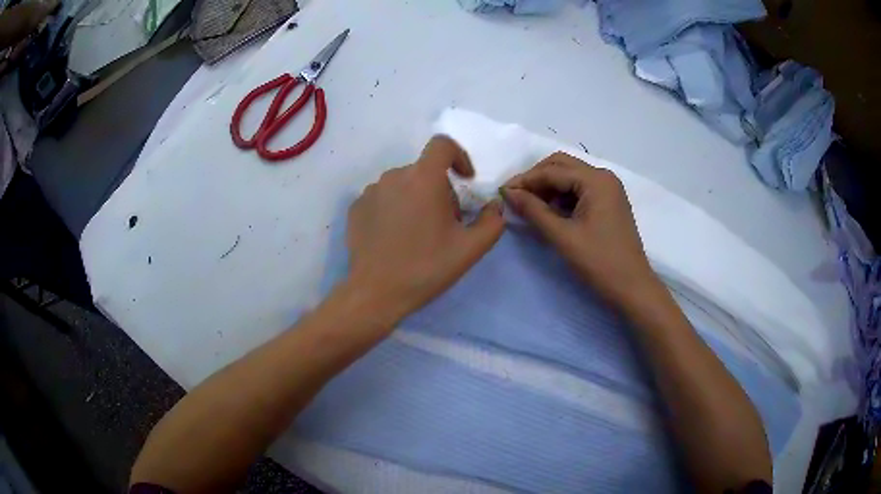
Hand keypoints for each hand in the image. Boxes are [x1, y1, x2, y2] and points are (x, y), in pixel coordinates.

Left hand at [345, 136, 504, 322]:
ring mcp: (371, 191)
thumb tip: (494, 206)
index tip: (465, 180)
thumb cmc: (425, 268)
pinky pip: (383, 198)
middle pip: (424, 170)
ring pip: (403, 184)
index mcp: (423, 178)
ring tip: (418, 233)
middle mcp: (394, 176)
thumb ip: (492, 222)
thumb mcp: (470, 249)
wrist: (375, 293)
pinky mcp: (356, 207)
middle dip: (440, 189)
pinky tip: (395, 238)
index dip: (459, 156)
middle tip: (445, 223)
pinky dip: (394, 209)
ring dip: (416, 199)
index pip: (442, 144)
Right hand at [503, 152, 658, 307]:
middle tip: (515, 198)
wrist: (632, 287)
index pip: (552, 171)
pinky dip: (562, 197)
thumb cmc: (599, 262)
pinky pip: (580, 190)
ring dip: (548, 187)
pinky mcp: (609, 202)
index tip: (501, 193)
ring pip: (570, 176)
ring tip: (529, 207)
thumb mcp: (562, 236)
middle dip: (536, 179)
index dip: (525, 180)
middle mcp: (603, 177)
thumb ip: (534, 211)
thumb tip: (508, 193)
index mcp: (596, 180)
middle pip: (562, 165)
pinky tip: (549, 212)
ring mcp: (608, 189)